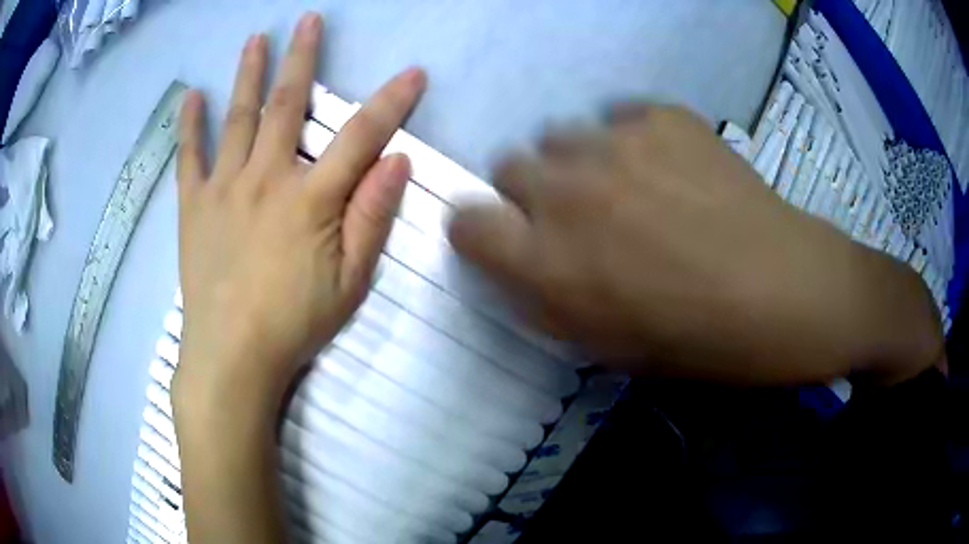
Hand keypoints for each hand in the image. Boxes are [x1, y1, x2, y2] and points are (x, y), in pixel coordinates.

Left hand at [174, 14, 425, 412]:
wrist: (231, 356)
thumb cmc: (294, 323)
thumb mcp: (350, 281)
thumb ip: (372, 218)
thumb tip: (397, 162)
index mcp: (310, 199)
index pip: (361, 137)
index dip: (391, 102)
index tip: (412, 73)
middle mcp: (265, 178)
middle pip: (287, 105)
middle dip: (303, 58)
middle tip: (309, 20)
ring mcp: (223, 188)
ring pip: (238, 118)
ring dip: (249, 74)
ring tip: (256, 39)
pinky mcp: (193, 206)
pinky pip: (189, 157)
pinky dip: (189, 124)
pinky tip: (190, 95)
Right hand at [449, 105, 940, 384]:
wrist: (785, 291)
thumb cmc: (699, 340)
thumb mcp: (606, 346)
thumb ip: (548, 298)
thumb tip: (523, 259)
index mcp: (549, 264)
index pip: (466, 223)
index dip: (479, 229)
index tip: (503, 236)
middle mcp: (567, 193)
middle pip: (509, 165)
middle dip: (531, 191)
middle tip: (579, 213)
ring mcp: (614, 144)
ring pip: (561, 135)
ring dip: (579, 162)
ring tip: (629, 184)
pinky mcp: (659, 115)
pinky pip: (618, 116)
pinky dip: (630, 139)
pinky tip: (669, 165)